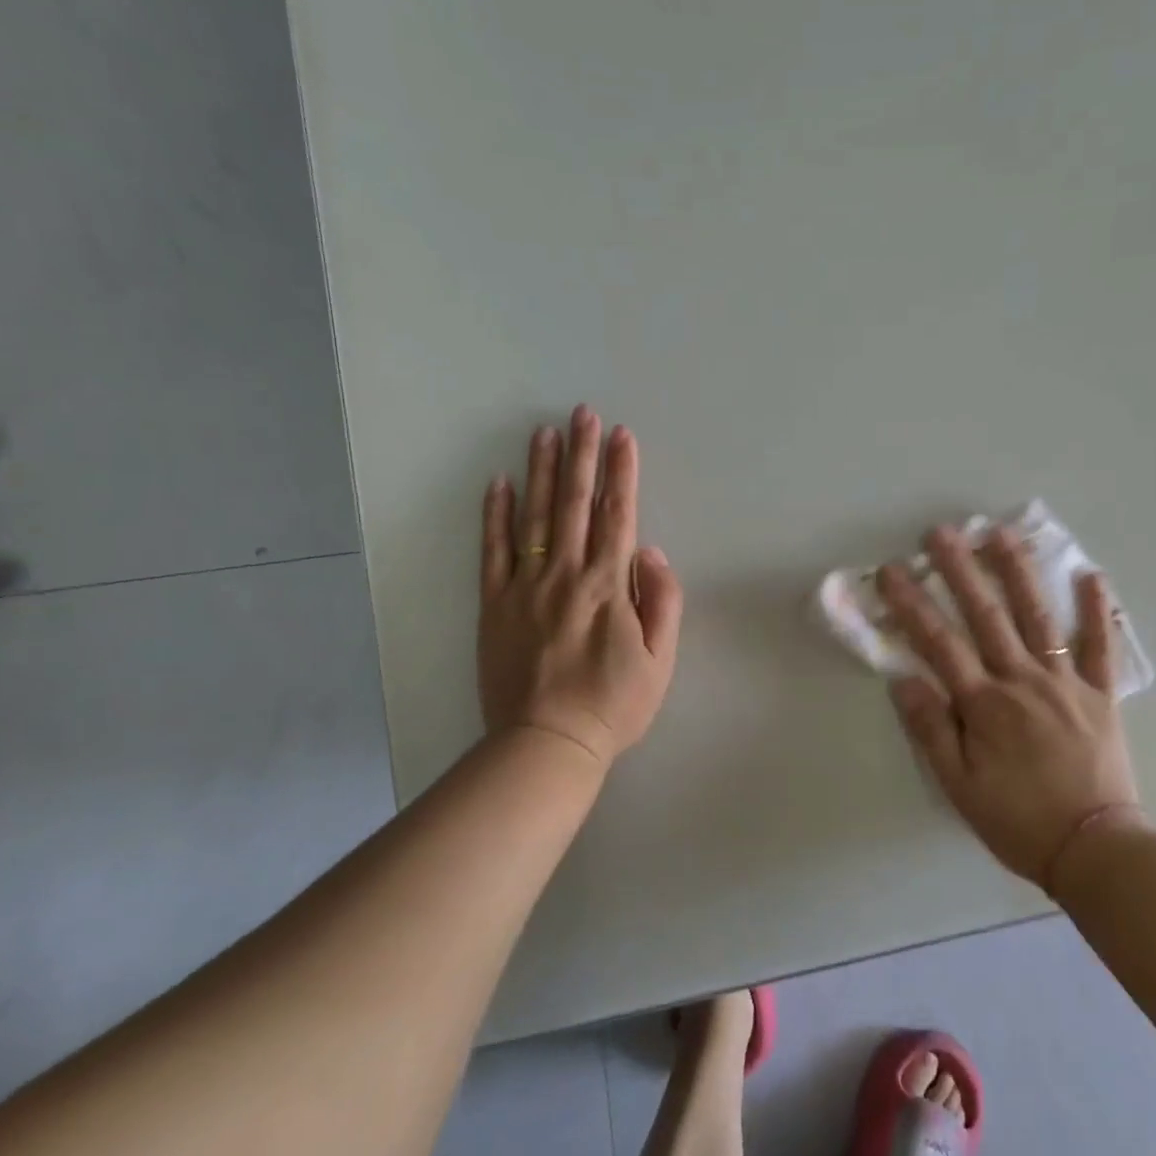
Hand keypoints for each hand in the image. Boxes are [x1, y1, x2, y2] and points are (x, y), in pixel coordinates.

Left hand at [477, 406, 683, 766]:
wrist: (548, 742)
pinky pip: (493, 551)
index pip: (617, 515)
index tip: (621, 435)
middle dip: (582, 455)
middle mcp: (566, 574)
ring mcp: (525, 587)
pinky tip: (498, 484)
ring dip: (541, 471)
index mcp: (608, 585)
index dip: (621, 472)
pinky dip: (495, 515)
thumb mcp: (661, 659)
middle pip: (575, 503)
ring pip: (534, 517)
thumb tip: (650, 552)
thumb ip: (662, 601)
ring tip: (545, 432)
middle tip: (582, 413)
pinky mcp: (495, 605)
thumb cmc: (614, 704)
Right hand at [878, 524, 1147, 887]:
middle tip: (942, 532)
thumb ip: (931, 730)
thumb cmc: (1018, 820)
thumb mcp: (959, 786)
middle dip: (960, 571)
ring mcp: (1066, 683)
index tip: (893, 571)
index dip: (912, 605)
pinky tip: (1090, 575)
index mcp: (984, 705)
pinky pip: (1100, 647)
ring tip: (1002, 533)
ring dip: (1018, 573)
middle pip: (986, 617)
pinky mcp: (1101, 695)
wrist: (1095, 849)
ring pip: (1038, 618)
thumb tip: (904, 679)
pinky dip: (1096, 610)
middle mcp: (1022, 682)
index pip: (939, 644)